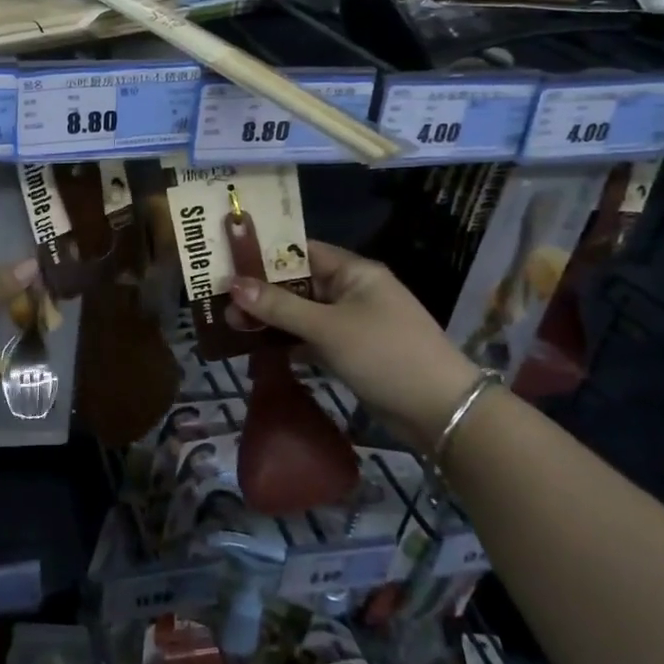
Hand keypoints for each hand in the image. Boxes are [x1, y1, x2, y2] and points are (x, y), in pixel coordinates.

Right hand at [227, 242, 481, 447]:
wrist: (441, 411)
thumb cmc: (385, 354)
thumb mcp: (328, 328)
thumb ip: (279, 306)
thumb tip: (233, 284)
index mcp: (354, 272)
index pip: (302, 251)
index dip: (265, 255)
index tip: (228, 261)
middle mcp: (352, 291)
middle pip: (299, 284)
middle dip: (262, 292)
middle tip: (221, 301)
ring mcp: (353, 323)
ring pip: (303, 313)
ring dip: (272, 319)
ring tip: (231, 325)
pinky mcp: (352, 351)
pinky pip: (312, 338)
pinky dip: (289, 342)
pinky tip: (258, 348)